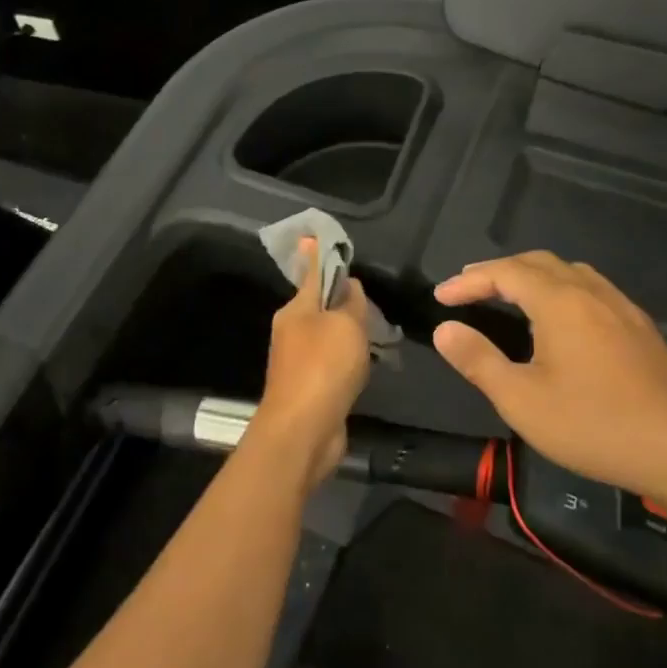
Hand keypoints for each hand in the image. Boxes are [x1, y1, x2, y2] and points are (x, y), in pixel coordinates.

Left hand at [254, 238, 371, 488]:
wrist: (304, 430)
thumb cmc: (323, 367)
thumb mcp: (344, 325)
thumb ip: (349, 302)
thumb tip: (349, 285)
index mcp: (294, 310)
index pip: (311, 274)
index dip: (320, 256)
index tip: (319, 237)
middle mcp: (291, 332)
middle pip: (320, 306)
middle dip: (342, 300)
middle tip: (370, 298)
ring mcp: (298, 361)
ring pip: (328, 335)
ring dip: (348, 332)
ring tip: (375, 330)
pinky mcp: (309, 388)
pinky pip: (332, 363)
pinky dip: (348, 359)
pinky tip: (364, 363)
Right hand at [432, 251, 666, 505]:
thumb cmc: (594, 425)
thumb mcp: (521, 400)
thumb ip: (477, 360)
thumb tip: (445, 330)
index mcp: (560, 303)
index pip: (504, 273)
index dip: (468, 281)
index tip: (439, 297)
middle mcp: (592, 293)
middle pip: (538, 262)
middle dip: (498, 271)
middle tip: (467, 289)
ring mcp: (622, 309)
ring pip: (569, 271)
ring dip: (531, 275)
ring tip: (507, 295)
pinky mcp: (640, 329)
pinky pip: (591, 288)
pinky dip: (560, 288)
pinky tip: (559, 318)